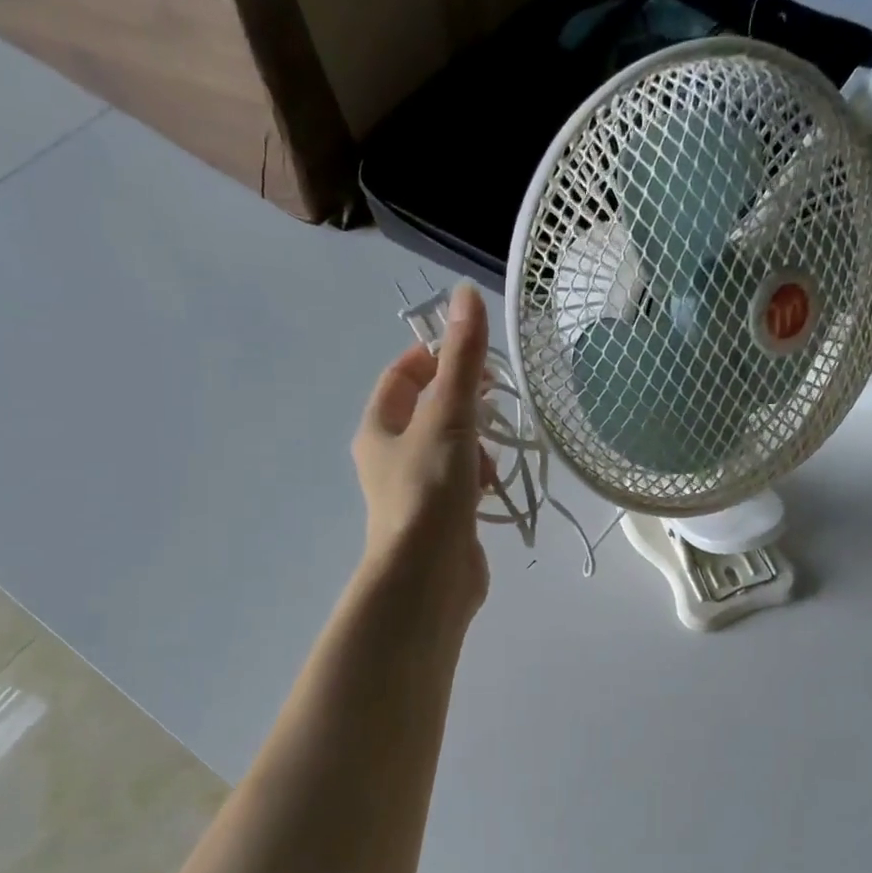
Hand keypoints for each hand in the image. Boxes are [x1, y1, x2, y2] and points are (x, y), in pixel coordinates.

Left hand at [352, 284, 492, 621]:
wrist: (428, 577)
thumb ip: (461, 359)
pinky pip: (463, 483)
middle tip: (492, 405)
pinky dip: (480, 478)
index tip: (474, 358)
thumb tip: (465, 294)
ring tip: (492, 459)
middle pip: (429, 411)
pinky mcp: (441, 519)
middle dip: (464, 404)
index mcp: (378, 428)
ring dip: (476, 444)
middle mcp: (390, 457)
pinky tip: (493, 489)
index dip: (434, 358)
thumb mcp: (448, 417)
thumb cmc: (430, 491)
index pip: (401, 375)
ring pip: (451, 448)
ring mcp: (416, 490)